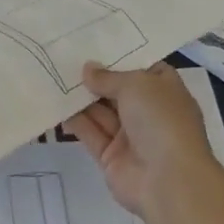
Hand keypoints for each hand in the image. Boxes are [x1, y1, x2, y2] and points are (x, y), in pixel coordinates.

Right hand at [64, 62, 220, 216]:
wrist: (169, 181)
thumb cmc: (161, 120)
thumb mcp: (136, 84)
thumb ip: (108, 77)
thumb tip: (88, 69)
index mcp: (165, 91)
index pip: (143, 68)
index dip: (120, 55)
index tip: (94, 41)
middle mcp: (148, 112)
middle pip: (117, 89)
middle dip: (94, 75)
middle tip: (64, 56)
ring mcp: (130, 136)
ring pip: (101, 111)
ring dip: (80, 96)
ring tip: (54, 74)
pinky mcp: (111, 156)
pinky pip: (90, 132)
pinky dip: (74, 120)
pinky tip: (55, 103)